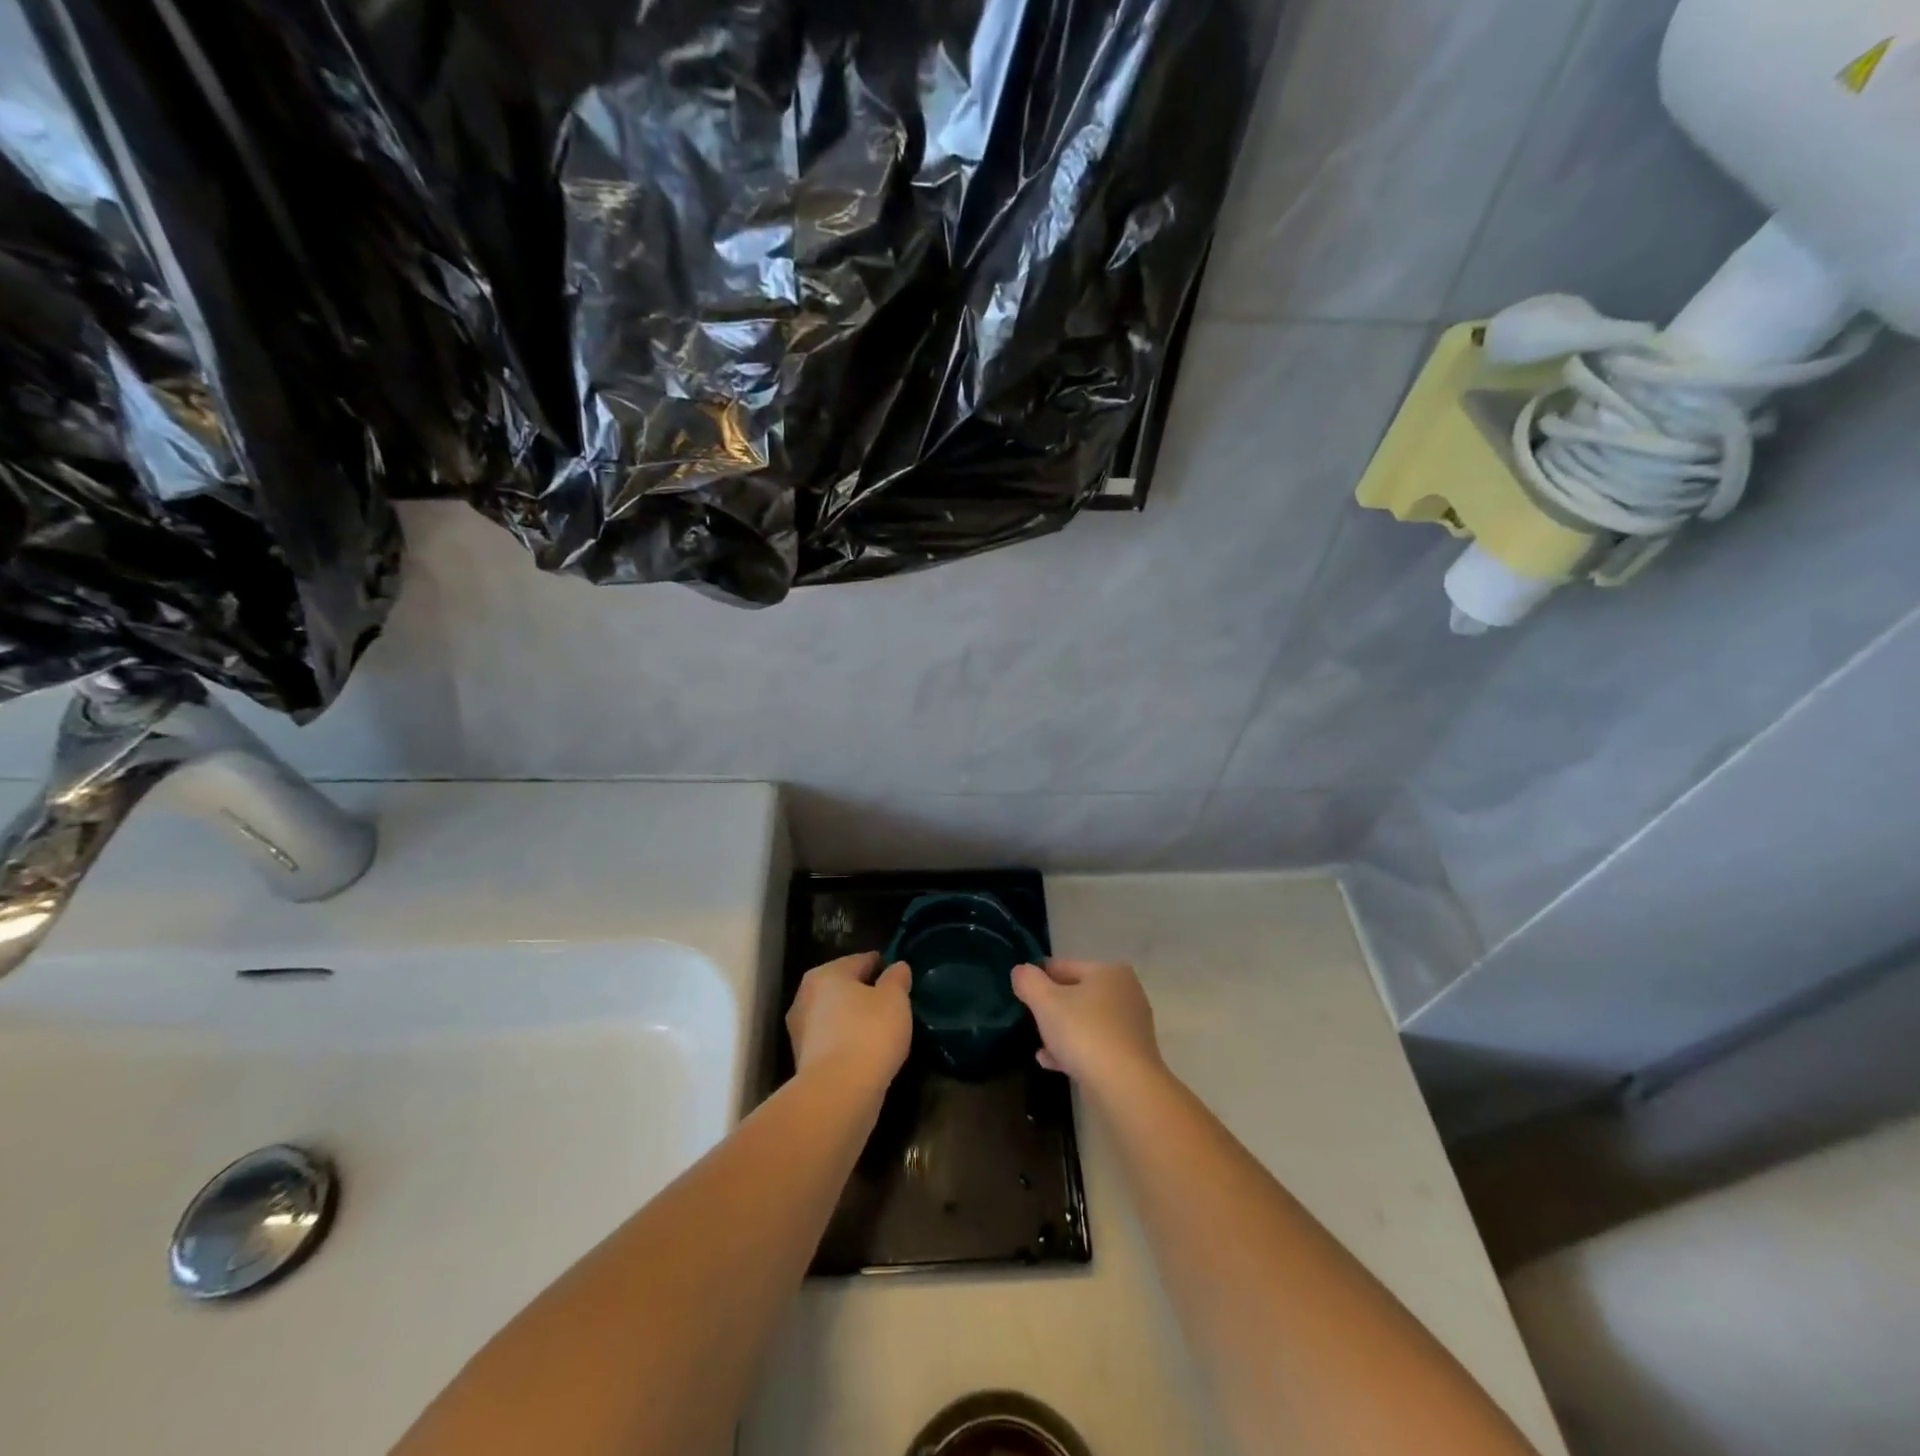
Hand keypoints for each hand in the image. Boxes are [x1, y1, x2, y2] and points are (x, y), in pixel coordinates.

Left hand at [786, 951, 912, 1090]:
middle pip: (844, 988)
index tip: (900, 976)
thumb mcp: (894, 999)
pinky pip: (832, 1042)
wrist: (838, 1094)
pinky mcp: (803, 1062)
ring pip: (836, 1017)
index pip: (860, 960)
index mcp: (825, 974)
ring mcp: (800, 1032)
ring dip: (855, 1020)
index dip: (882, 965)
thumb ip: (897, 978)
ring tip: (883, 1030)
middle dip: (866, 993)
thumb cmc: (868, 1033)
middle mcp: (805, 997)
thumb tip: (897, 967)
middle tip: (893, 1004)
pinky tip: (867, 1053)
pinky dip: (848, 1043)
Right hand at [1012, 958, 1162, 1093]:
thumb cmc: (1084, 1033)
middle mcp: (1126, 993)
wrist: (1125, 1086)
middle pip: (1077, 994)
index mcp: (1109, 972)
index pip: (1065, 966)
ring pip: (1086, 1022)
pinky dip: (1075, 1050)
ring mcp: (1132, 1026)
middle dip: (1051, 1008)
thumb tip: (1020, 970)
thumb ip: (1029, 981)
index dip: (1039, 977)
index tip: (1020, 992)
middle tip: (1030, 1021)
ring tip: (1039, 1046)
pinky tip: (1052, 1063)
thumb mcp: (1046, 1002)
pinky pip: (1096, 1045)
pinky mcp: (1132, 1055)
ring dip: (1061, 1032)